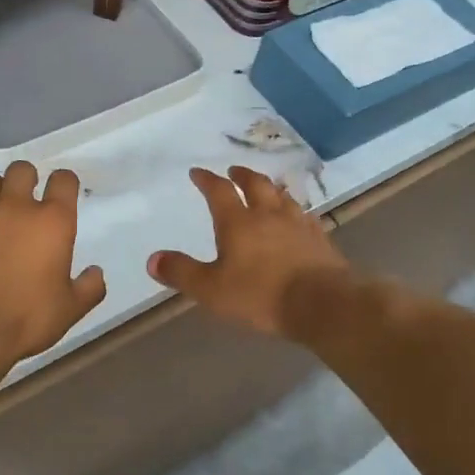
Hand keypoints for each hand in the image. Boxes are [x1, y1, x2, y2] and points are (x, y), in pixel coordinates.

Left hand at [0, 162, 107, 359]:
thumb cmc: (26, 318)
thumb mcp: (70, 310)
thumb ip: (89, 288)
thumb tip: (96, 273)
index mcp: (52, 221)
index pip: (64, 180)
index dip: (64, 184)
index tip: (62, 197)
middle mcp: (15, 207)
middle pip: (22, 170)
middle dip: (26, 181)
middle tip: (26, 204)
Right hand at [147, 166, 351, 336]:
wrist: (322, 303)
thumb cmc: (260, 295)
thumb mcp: (211, 289)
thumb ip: (181, 273)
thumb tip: (153, 259)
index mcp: (238, 222)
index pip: (218, 191)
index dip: (206, 179)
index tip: (197, 172)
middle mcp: (268, 215)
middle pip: (255, 185)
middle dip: (242, 175)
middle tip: (234, 171)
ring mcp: (298, 224)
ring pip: (282, 197)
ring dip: (270, 188)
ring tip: (266, 188)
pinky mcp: (319, 239)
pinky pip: (304, 216)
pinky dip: (294, 211)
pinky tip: (298, 217)